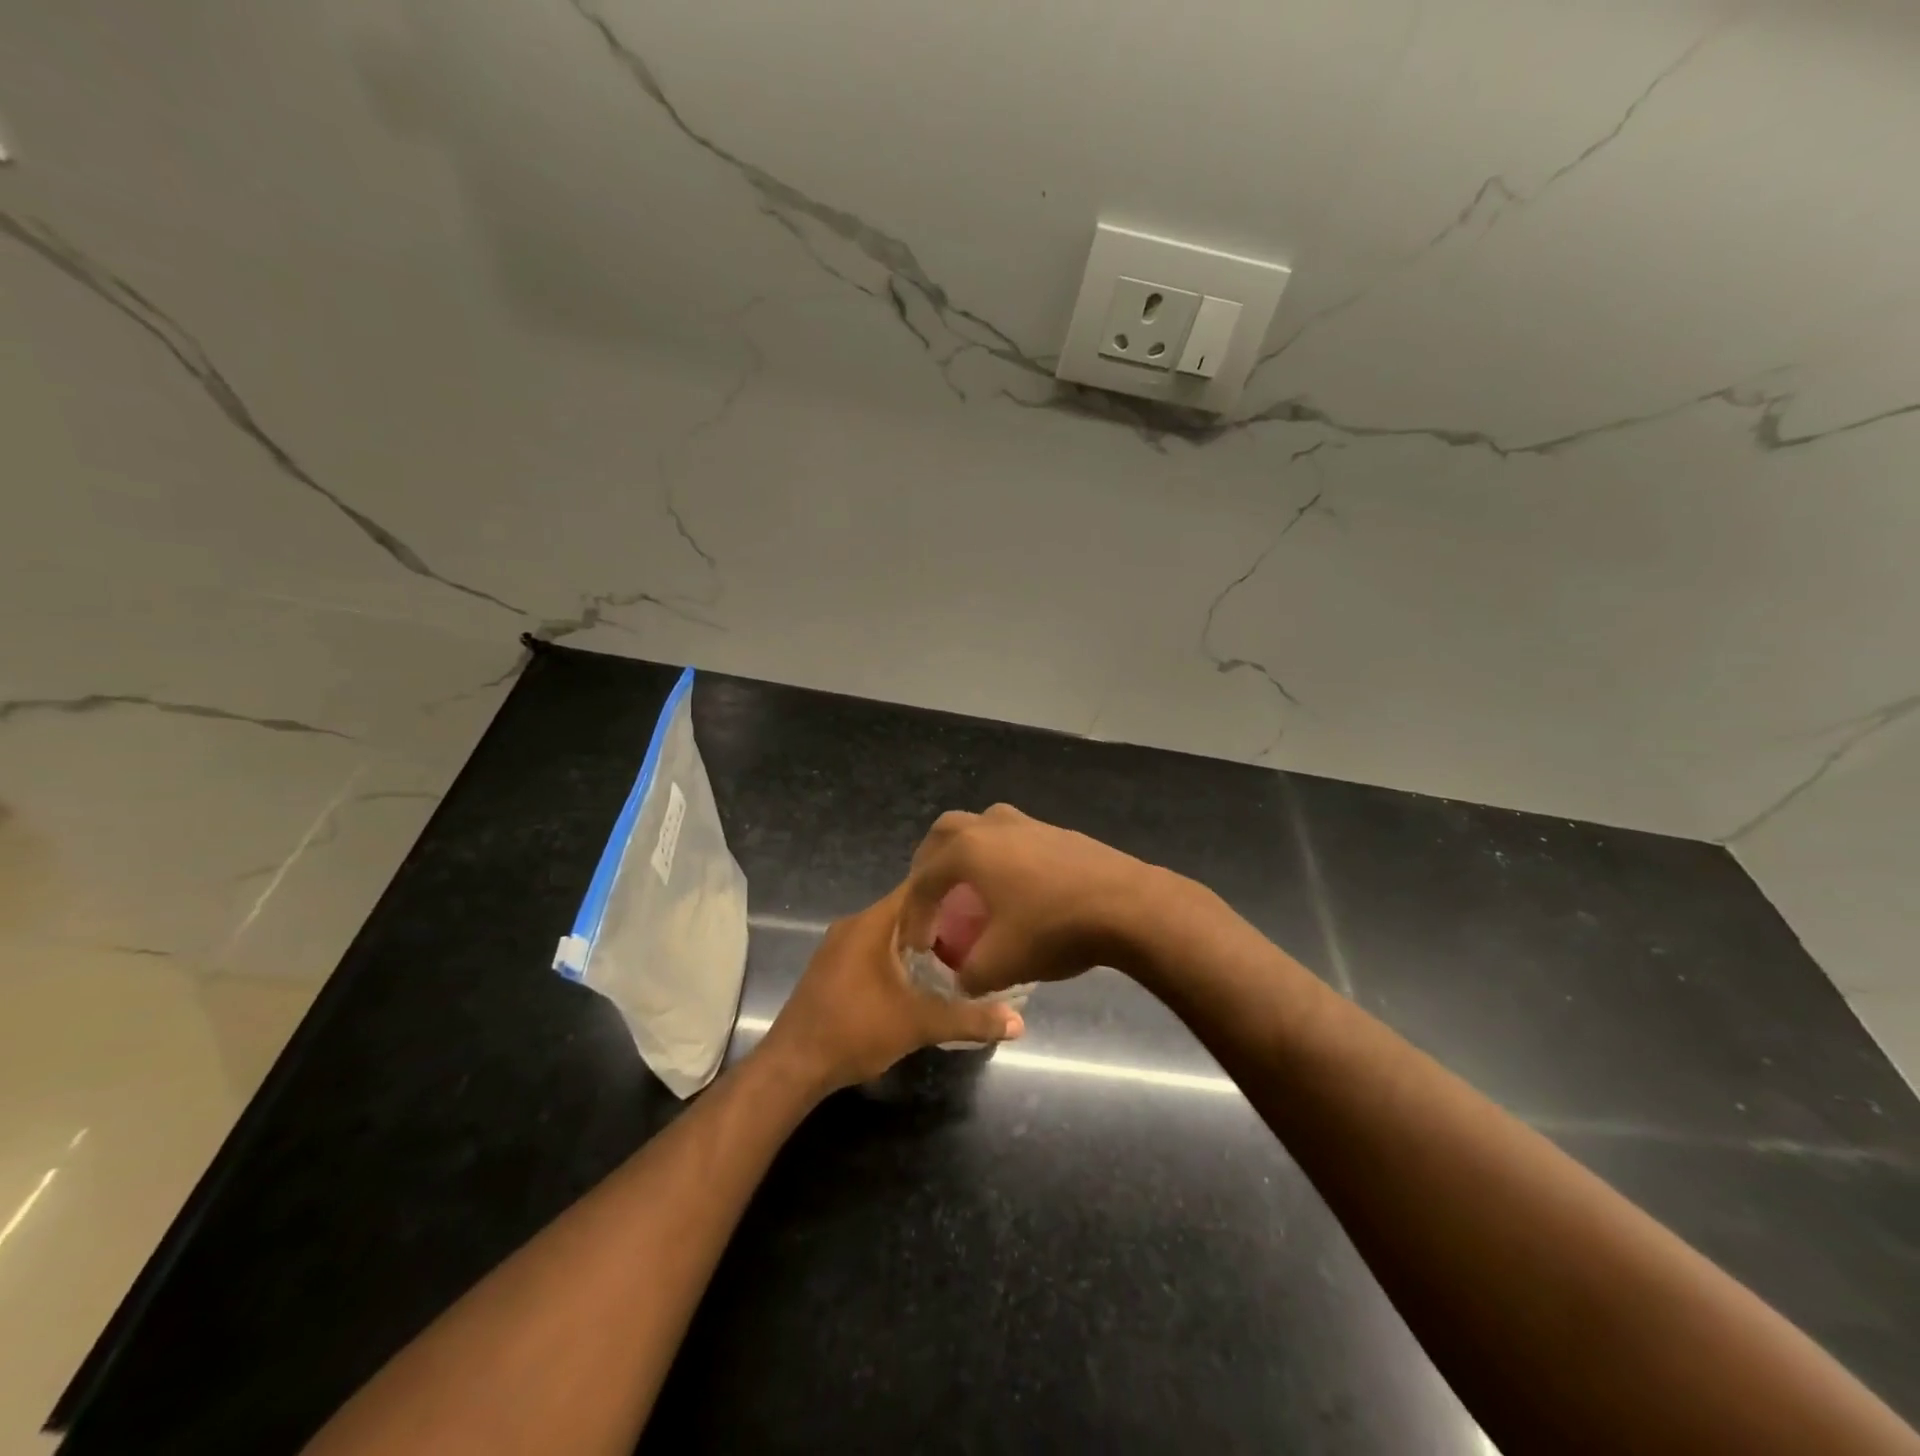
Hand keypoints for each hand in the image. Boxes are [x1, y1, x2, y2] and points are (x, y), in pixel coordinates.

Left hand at [759, 883, 1024, 1093]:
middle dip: (940, 918)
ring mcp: (838, 947)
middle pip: (904, 908)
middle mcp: (853, 925)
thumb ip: (969, 1019)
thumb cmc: (855, 1030)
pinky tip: (920, 977)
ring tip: (958, 953)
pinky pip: (873, 948)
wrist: (792, 1066)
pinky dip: (898, 955)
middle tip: (980, 928)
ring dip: (918, 940)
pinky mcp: (832, 968)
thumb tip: (1018, 1024)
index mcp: (872, 923)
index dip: (950, 887)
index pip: (916, 886)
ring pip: (888, 931)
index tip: (983, 895)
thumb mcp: (918, 1024)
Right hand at [900, 804, 1160, 995]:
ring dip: (967, 852)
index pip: (924, 881)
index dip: (915, 916)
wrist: (1128, 905)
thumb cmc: (1053, 928)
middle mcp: (992, 826)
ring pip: (982, 826)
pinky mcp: (1057, 832)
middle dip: (931, 865)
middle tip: (932, 897)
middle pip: (945, 833)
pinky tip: (1013, 887)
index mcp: (968, 851)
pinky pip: (1012, 837)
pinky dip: (999, 856)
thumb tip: (962, 979)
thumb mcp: (1000, 964)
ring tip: (969, 886)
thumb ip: (968, 975)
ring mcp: (1028, 823)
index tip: (918, 948)